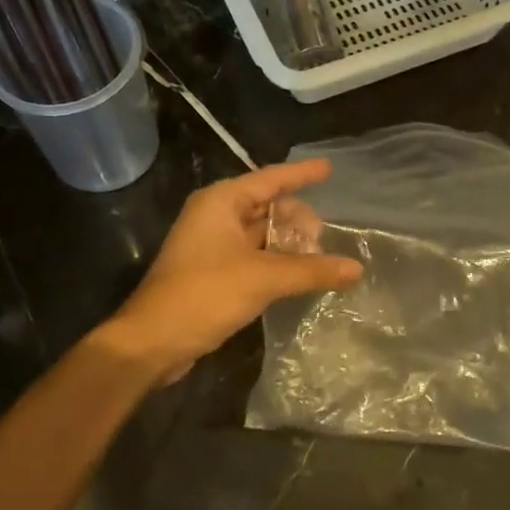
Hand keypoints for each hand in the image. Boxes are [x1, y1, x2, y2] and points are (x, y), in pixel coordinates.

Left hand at [98, 160, 362, 385]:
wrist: (151, 341)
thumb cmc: (204, 294)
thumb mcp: (263, 278)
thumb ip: (311, 270)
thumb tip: (357, 268)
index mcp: (222, 202)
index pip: (271, 179)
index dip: (302, 174)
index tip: (330, 168)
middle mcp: (216, 215)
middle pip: (269, 206)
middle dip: (299, 221)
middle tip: (322, 244)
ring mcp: (213, 243)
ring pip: (262, 233)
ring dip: (289, 244)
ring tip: (317, 261)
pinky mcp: (214, 270)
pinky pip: (254, 255)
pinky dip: (277, 261)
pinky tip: (298, 275)